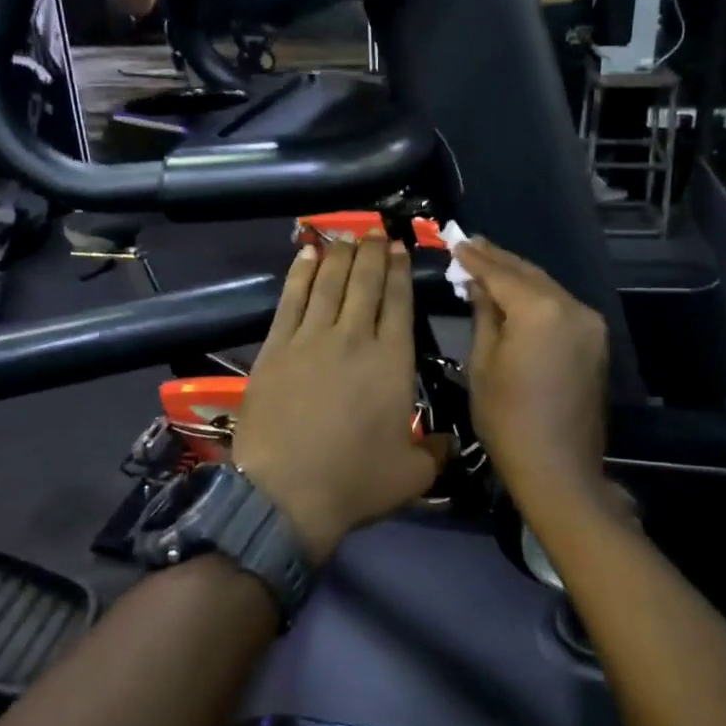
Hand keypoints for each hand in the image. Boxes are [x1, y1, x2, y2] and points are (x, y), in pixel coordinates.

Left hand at [234, 236, 448, 564]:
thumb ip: (436, 452)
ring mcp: (310, 339)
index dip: (399, 271)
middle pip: (364, 283)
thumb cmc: (354, 482)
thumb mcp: (412, 474)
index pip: (398, 303)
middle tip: (375, 232)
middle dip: (372, 253)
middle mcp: (353, 338)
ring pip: (328, 284)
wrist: (285, 493)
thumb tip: (450, 442)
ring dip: (340, 255)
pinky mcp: (275, 348)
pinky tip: (307, 256)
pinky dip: (300, 274)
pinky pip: (290, 300)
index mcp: (391, 361)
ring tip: (347, 237)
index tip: (399, 248)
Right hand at [454, 238, 609, 507]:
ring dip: (518, 276)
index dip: (476, 258)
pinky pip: (560, 307)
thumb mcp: (483, 363)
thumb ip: (484, 314)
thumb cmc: (507, 419)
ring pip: (547, 288)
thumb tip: (478, 284)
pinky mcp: (595, 341)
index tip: (455, 242)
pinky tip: (516, 294)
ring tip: (488, 263)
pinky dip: (536, 297)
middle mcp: (572, 307)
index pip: (502, 274)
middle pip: (529, 274)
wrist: (558, 467)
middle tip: (470, 244)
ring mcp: (590, 324)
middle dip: (498, 260)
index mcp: (541, 311)